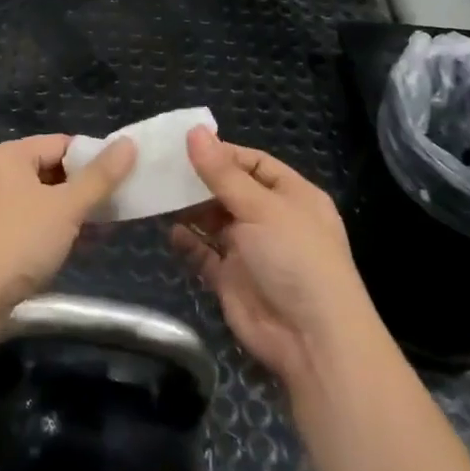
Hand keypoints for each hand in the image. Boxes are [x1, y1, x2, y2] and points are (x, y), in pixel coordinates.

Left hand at [0, 134, 137, 320]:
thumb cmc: (18, 240)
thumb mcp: (67, 206)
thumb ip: (100, 177)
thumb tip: (129, 144)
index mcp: (8, 156)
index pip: (61, 144)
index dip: (94, 158)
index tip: (124, 176)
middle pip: (51, 173)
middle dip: (85, 191)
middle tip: (119, 206)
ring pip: (42, 203)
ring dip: (73, 215)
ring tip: (106, 230)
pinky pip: (30, 227)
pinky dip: (54, 233)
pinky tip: (79, 248)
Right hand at [171, 127, 373, 390]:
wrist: (312, 339)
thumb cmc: (295, 258)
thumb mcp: (261, 207)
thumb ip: (222, 173)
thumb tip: (194, 131)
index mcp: (292, 196)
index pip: (254, 164)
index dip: (222, 154)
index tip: (184, 145)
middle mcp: (272, 219)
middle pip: (231, 191)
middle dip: (200, 180)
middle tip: (161, 166)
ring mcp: (251, 251)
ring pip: (215, 221)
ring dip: (190, 209)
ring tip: (158, 193)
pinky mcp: (232, 280)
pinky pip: (205, 254)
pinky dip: (188, 242)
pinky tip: (169, 230)